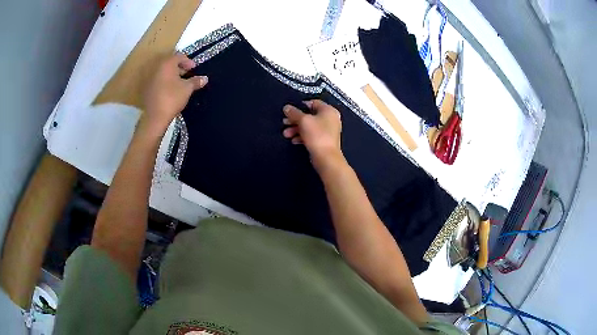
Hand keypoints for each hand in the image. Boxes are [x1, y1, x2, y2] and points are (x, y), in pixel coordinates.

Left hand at [140, 53, 207, 135]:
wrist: (155, 117)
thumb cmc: (172, 98)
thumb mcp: (187, 89)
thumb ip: (196, 81)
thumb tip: (204, 78)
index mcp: (167, 64)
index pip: (179, 56)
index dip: (188, 61)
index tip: (194, 69)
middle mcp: (157, 68)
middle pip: (170, 63)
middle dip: (180, 68)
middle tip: (188, 75)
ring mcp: (150, 78)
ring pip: (163, 72)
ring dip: (172, 75)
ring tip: (180, 84)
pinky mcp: (147, 88)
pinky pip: (158, 80)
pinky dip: (165, 82)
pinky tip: (170, 91)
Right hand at [282, 100, 343, 171]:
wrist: (326, 158)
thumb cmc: (317, 135)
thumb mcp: (303, 121)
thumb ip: (293, 113)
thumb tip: (286, 107)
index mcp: (328, 110)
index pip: (313, 102)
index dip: (300, 105)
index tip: (290, 111)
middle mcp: (330, 119)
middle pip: (310, 115)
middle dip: (295, 120)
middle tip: (285, 122)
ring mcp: (328, 130)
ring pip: (309, 126)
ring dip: (296, 129)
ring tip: (286, 134)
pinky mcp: (324, 140)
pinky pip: (312, 135)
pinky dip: (302, 136)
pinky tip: (294, 140)